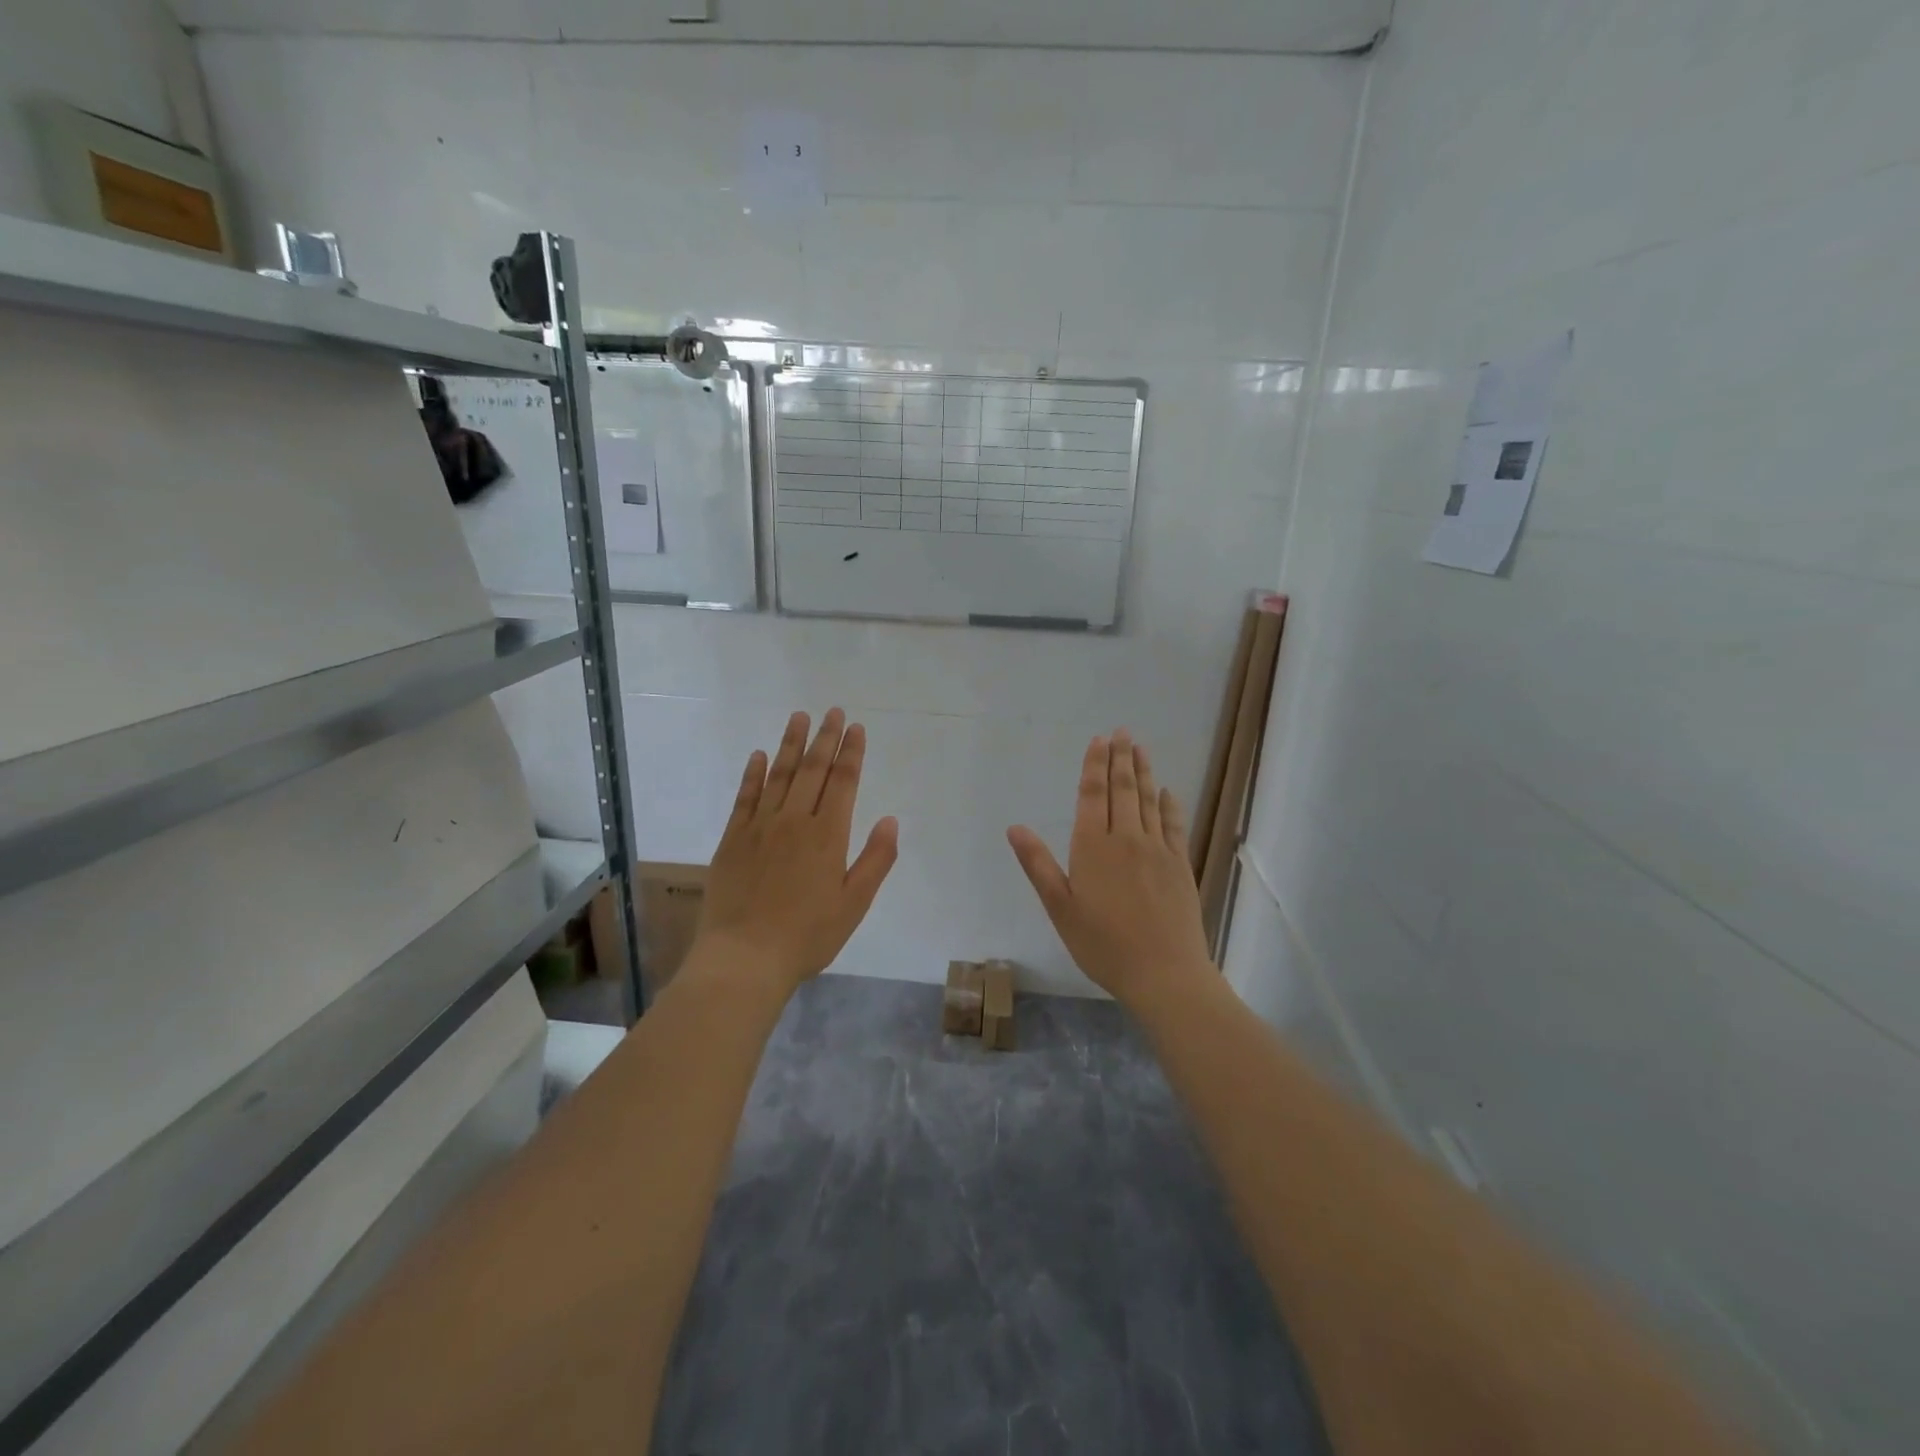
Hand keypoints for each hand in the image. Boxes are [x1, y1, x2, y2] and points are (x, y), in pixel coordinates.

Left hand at [695, 709, 898, 993]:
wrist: (745, 957)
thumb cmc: (808, 935)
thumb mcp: (854, 904)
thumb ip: (875, 860)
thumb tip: (890, 819)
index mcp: (828, 835)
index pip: (843, 782)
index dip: (851, 753)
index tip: (856, 728)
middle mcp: (794, 821)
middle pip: (812, 770)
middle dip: (825, 738)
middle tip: (832, 711)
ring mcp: (760, 827)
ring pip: (778, 775)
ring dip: (790, 744)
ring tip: (799, 717)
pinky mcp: (733, 839)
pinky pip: (745, 797)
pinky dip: (753, 774)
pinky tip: (758, 756)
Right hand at [1008, 731, 1212, 1004]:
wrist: (1164, 973)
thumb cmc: (1103, 944)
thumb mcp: (1060, 908)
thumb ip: (1038, 864)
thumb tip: (1015, 827)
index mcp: (1093, 847)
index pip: (1092, 795)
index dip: (1094, 765)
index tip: (1099, 740)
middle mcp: (1126, 838)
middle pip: (1123, 789)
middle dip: (1121, 758)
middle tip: (1122, 732)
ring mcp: (1158, 850)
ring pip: (1149, 800)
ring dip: (1144, 772)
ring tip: (1141, 749)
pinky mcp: (1180, 864)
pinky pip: (1174, 824)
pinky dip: (1169, 804)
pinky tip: (1168, 791)